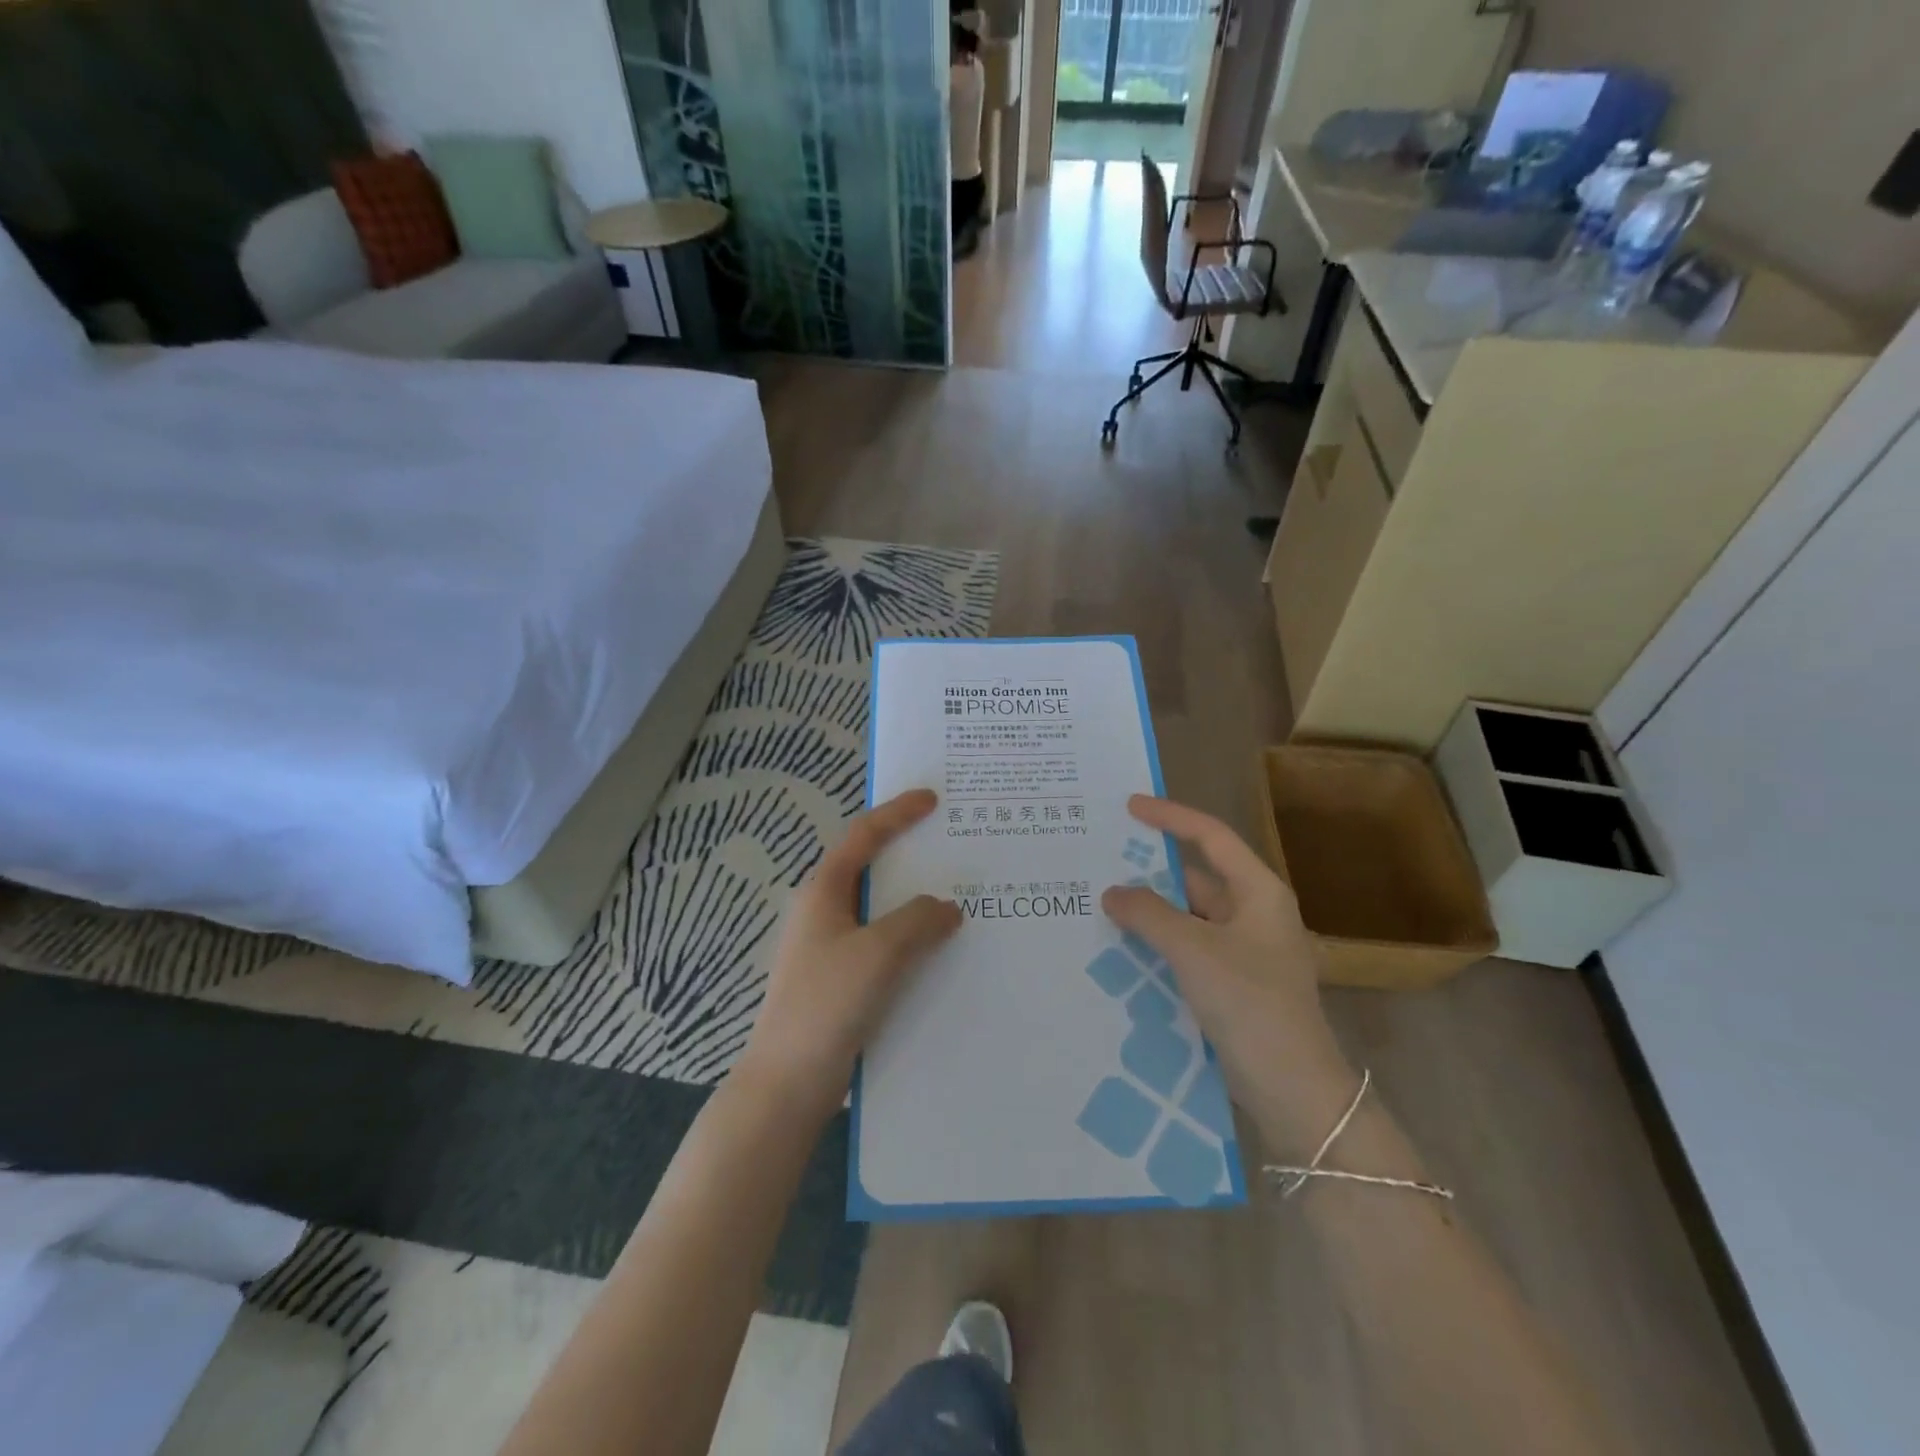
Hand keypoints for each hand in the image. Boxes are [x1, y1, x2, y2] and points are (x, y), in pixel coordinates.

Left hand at [738, 789, 960, 1115]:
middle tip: (954, 845)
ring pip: (882, 910)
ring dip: (916, 901)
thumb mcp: (878, 953)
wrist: (787, 1084)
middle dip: (911, 854)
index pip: (863, 835)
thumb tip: (947, 907)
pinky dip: (912, 937)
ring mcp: (832, 948)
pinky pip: (885, 944)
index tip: (933, 799)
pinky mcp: (842, 980)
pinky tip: (941, 951)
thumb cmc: (826, 1004)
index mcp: (823, 892)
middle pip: (872, 868)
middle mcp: (824, 912)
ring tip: (960, 896)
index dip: (897, 812)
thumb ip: (917, 920)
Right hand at [1102, 796, 1346, 1111]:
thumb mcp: (1193, 950)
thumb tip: (1112, 892)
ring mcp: (1245, 950)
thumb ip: (1148, 914)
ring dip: (1152, 911)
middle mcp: (1254, 913)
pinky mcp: (1233, 982)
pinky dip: (1159, 942)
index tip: (1130, 806)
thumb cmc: (1249, 1002)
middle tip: (1104, 860)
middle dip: (1152, 870)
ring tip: (1103, 903)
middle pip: (1198, 877)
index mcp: (1258, 892)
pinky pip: (1189, 948)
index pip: (1211, 837)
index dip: (1171, 816)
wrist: (1292, 1087)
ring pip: (1190, 916)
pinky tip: (1123, 947)